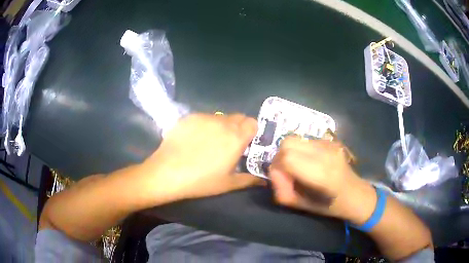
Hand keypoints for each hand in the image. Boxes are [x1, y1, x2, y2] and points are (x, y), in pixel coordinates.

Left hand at [141, 113, 263, 202]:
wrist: (168, 172)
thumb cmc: (201, 181)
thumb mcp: (228, 183)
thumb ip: (249, 179)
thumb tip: (264, 181)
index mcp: (236, 137)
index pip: (253, 122)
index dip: (251, 132)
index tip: (245, 144)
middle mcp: (223, 122)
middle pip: (238, 117)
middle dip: (238, 128)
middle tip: (228, 143)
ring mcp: (204, 117)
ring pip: (220, 117)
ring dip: (221, 126)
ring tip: (209, 142)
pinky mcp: (189, 117)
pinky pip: (203, 117)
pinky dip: (204, 125)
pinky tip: (193, 140)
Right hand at [269, 137, 375, 223]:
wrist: (355, 194)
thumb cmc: (329, 205)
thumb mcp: (301, 205)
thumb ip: (281, 190)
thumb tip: (274, 172)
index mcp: (321, 173)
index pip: (287, 157)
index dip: (278, 168)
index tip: (282, 179)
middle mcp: (326, 153)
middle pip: (288, 142)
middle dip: (280, 157)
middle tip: (287, 171)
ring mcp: (330, 144)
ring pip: (295, 139)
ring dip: (290, 152)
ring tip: (299, 167)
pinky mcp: (331, 140)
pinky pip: (305, 140)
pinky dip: (300, 150)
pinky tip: (309, 162)